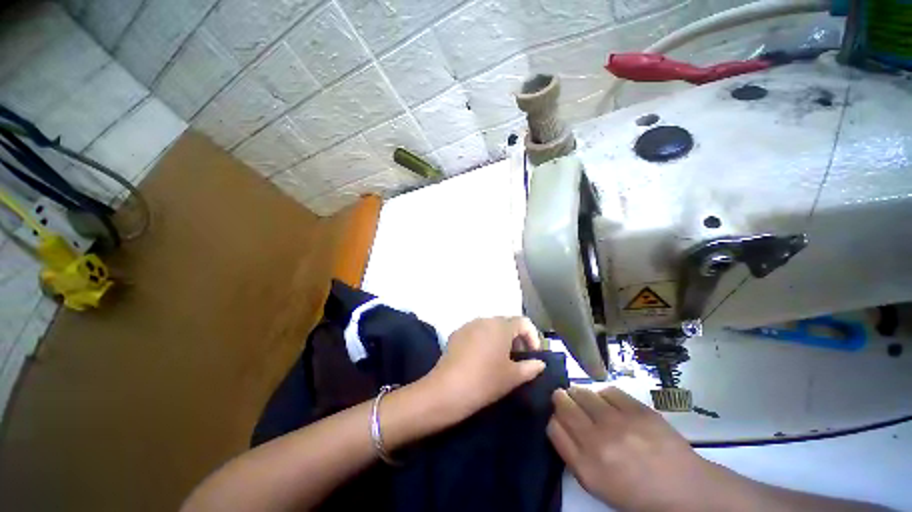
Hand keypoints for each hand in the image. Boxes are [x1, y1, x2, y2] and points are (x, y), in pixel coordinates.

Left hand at [423, 317, 546, 421]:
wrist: (448, 389)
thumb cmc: (486, 380)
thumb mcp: (513, 377)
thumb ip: (531, 367)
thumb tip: (540, 363)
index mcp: (501, 326)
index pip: (523, 322)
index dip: (533, 337)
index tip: (533, 356)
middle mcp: (485, 319)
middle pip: (506, 323)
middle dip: (516, 338)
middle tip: (518, 358)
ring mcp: (469, 325)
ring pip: (490, 327)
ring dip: (500, 339)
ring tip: (500, 359)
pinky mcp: (457, 333)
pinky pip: (476, 332)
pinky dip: (484, 341)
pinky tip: (481, 359)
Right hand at [548, 387, 728, 511]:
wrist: (683, 489)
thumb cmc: (635, 491)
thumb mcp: (596, 483)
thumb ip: (571, 453)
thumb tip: (558, 422)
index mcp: (586, 466)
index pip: (553, 427)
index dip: (554, 418)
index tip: (560, 416)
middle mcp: (597, 441)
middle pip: (564, 404)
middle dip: (561, 398)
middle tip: (566, 399)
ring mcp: (619, 423)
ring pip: (582, 392)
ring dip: (579, 393)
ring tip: (586, 399)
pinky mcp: (638, 410)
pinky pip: (608, 390)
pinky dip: (603, 394)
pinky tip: (608, 403)